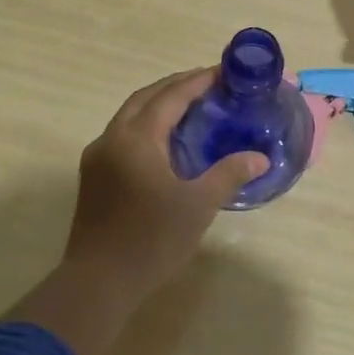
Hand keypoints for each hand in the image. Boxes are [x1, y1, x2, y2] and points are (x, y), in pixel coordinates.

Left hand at [11, 70, 266, 354]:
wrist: (98, 282)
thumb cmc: (151, 240)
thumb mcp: (198, 205)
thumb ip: (229, 174)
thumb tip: (260, 158)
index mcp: (136, 138)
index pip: (171, 96)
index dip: (198, 81)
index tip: (223, 72)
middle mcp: (112, 138)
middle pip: (146, 98)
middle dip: (177, 86)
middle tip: (209, 84)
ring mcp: (98, 158)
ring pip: (130, 115)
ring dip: (159, 104)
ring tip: (191, 107)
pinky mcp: (94, 177)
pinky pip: (124, 135)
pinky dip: (147, 125)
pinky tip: (167, 141)